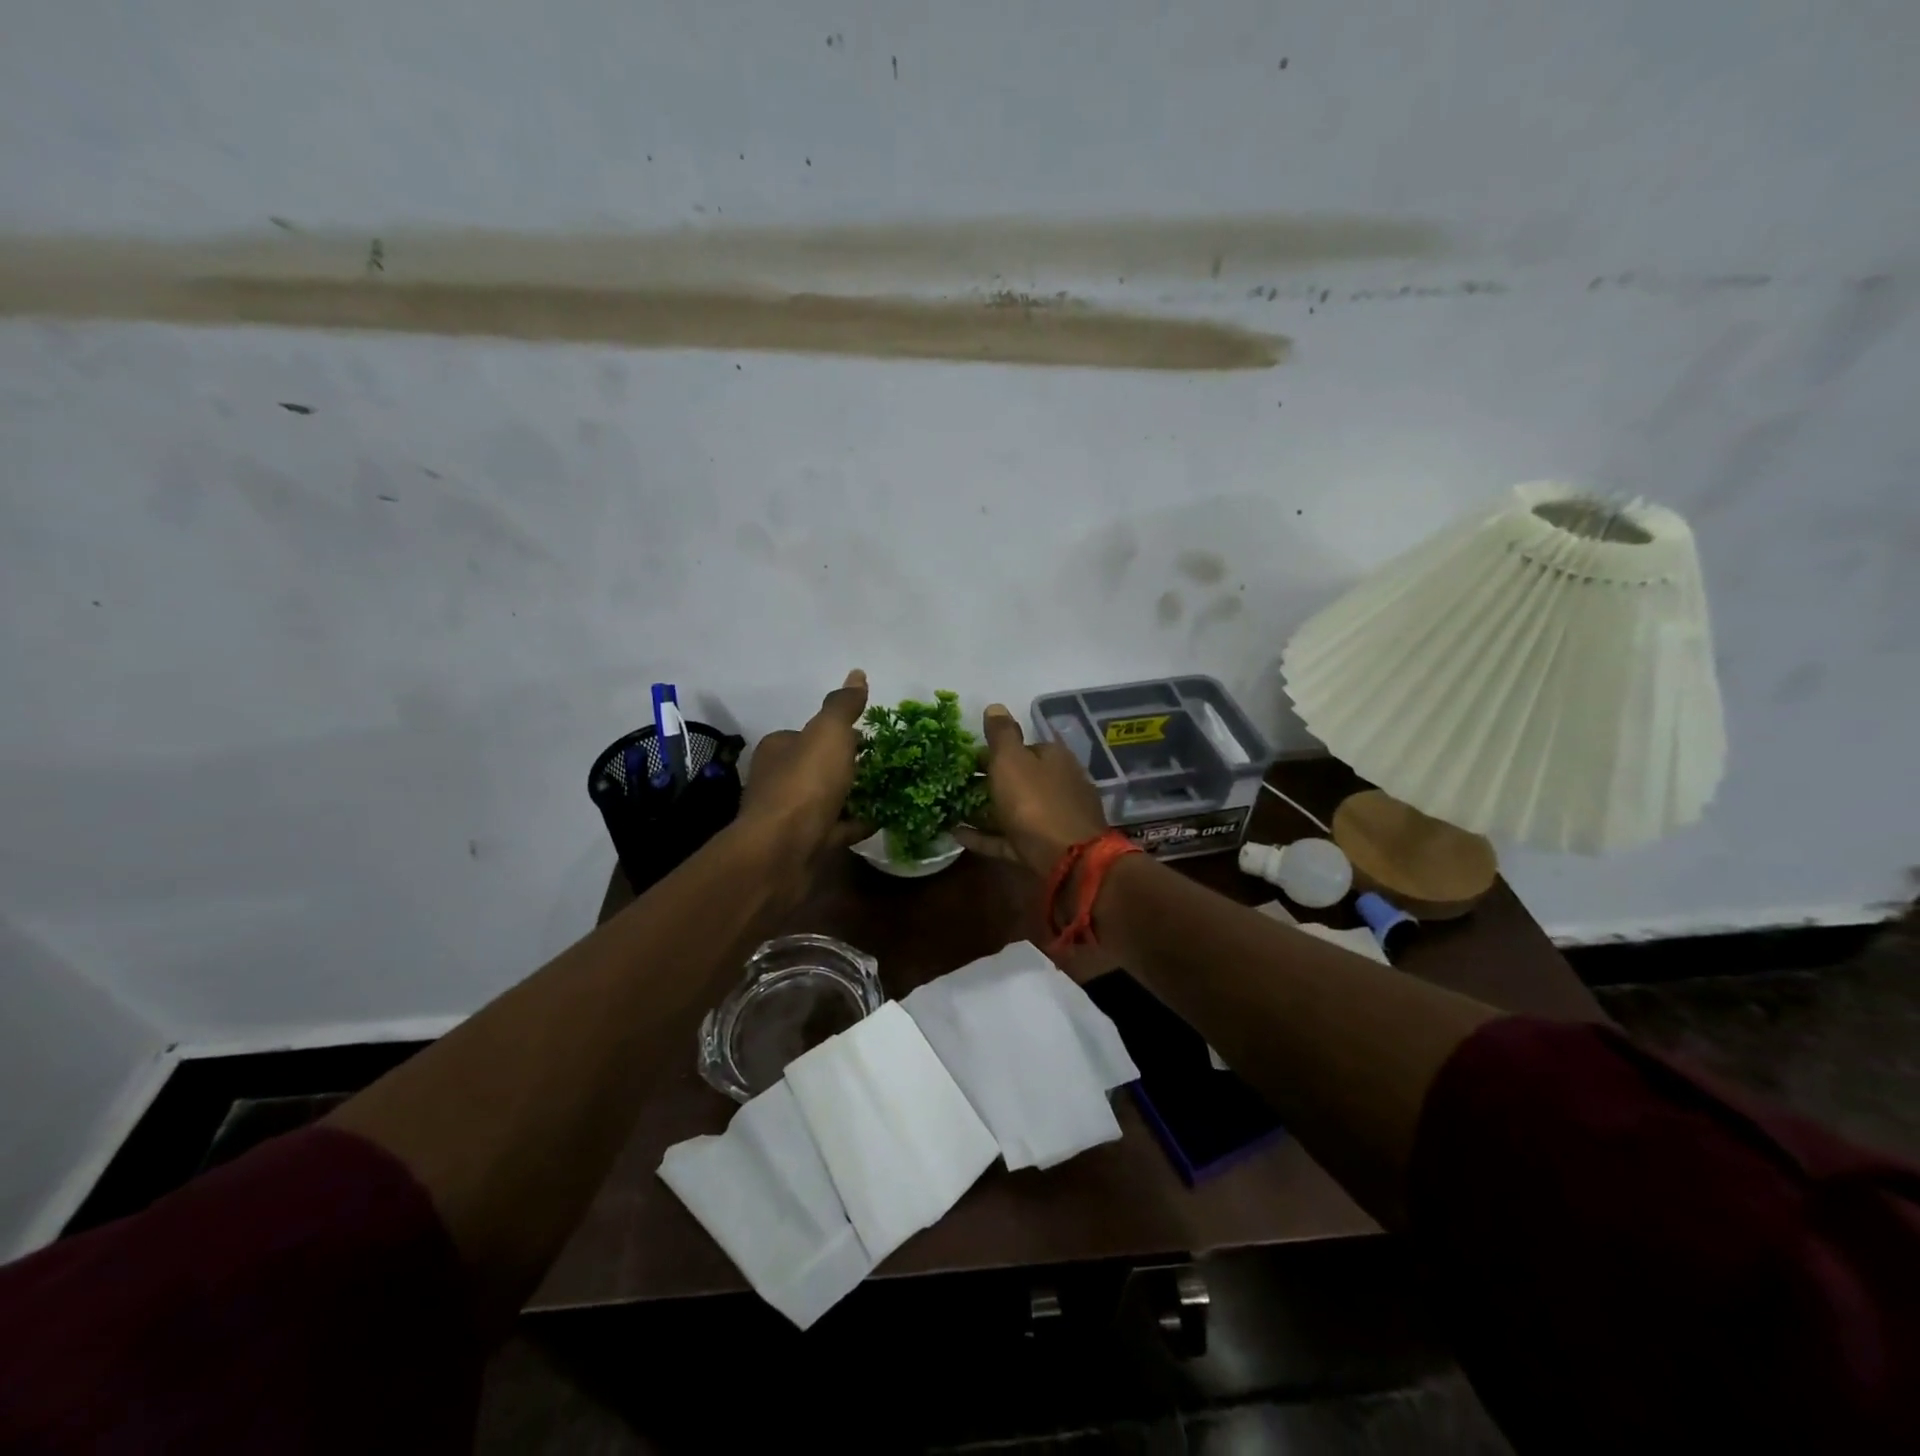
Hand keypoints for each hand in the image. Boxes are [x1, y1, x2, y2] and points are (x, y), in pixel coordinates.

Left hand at [738, 670, 871, 863]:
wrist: (782, 853)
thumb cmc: (804, 785)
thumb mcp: (828, 734)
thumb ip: (843, 706)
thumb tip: (858, 673)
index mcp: (779, 748)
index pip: (811, 734)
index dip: (841, 735)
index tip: (873, 738)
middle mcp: (779, 779)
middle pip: (821, 767)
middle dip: (851, 766)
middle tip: (888, 763)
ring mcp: (791, 815)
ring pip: (830, 799)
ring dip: (856, 795)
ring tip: (892, 789)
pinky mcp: (805, 844)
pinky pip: (838, 828)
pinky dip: (858, 823)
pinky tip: (884, 818)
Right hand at [953, 704, 1109, 875]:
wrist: (1069, 860)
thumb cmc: (1036, 802)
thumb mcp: (1012, 761)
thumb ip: (1002, 734)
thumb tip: (995, 706)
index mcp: (1054, 758)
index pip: (1025, 747)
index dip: (995, 751)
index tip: (967, 758)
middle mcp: (1059, 785)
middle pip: (1020, 780)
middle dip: (990, 781)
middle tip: (956, 784)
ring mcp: (1053, 820)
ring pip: (1014, 810)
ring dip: (985, 810)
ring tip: (951, 809)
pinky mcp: (1044, 849)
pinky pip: (1009, 838)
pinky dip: (985, 836)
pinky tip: (958, 836)